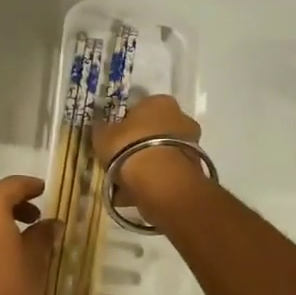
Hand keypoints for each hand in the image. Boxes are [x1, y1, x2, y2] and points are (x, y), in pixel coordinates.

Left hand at [0, 176, 59, 294]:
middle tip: (37, 213)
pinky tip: (5, 250)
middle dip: (13, 202)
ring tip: (25, 233)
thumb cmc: (7, 292)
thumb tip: (53, 224)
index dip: (31, 187)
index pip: (12, 185)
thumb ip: (43, 236)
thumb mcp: (34, 261)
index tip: (46, 190)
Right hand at [93, 94, 204, 219]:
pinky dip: (155, 180)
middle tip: (120, 159)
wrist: (160, 181)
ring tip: (127, 181)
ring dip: (148, 164)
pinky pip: (167, 172)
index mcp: (160, 102)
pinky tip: (137, 192)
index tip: (115, 138)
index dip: (126, 123)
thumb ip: (102, 129)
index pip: (141, 108)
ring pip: (162, 152)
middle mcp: (181, 118)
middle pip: (155, 131)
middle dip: (141, 144)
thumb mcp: (103, 135)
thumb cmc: (129, 146)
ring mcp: (192, 144)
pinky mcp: (195, 169)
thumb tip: (100, 127)